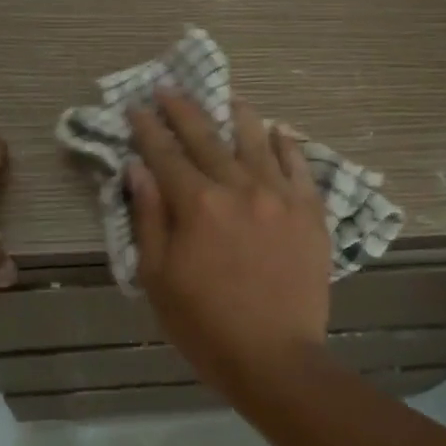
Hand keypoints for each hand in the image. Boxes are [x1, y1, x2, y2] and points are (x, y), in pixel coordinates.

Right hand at [127, 91, 331, 397]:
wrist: (274, 356)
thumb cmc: (205, 325)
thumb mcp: (158, 277)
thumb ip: (149, 218)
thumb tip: (138, 169)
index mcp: (196, 205)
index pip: (165, 155)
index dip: (147, 129)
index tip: (136, 107)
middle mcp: (238, 188)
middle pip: (207, 138)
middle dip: (184, 111)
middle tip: (170, 88)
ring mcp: (279, 196)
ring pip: (256, 142)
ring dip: (237, 116)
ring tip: (228, 98)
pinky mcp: (309, 212)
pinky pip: (299, 166)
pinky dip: (286, 145)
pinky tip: (279, 131)